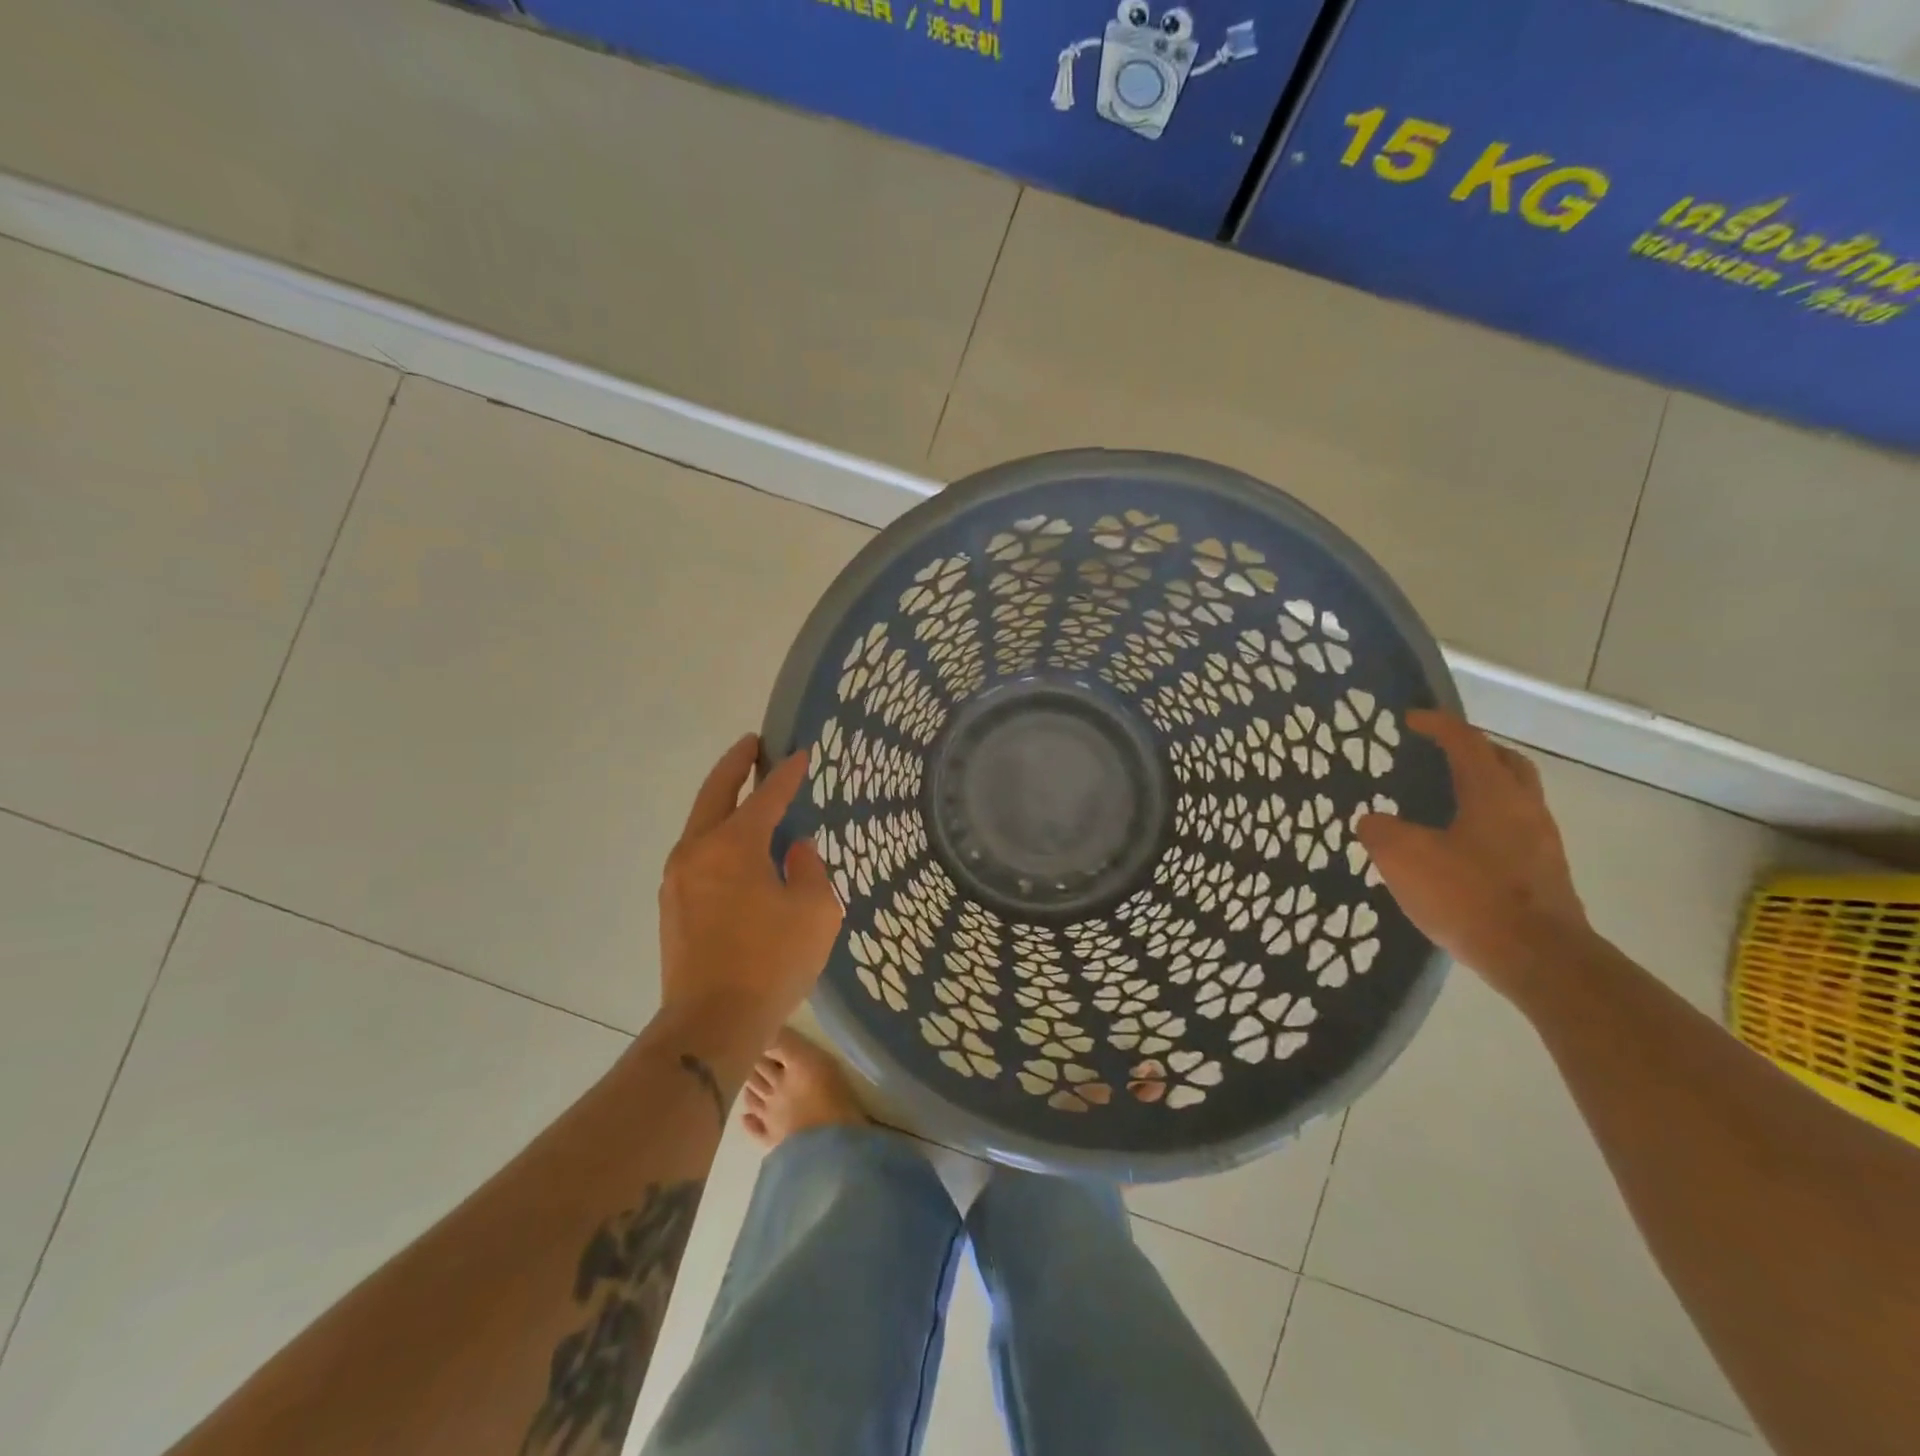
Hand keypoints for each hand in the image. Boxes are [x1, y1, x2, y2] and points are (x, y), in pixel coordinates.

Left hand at [657, 735, 842, 1047]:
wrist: (711, 1024)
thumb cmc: (771, 963)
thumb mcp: (815, 912)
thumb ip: (810, 870)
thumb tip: (796, 850)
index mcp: (734, 845)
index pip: (766, 796)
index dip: (787, 774)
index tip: (801, 753)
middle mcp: (698, 851)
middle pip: (715, 794)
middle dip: (735, 765)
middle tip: (752, 744)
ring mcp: (677, 879)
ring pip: (700, 824)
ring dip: (722, 801)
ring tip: (746, 794)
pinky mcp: (672, 906)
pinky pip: (697, 854)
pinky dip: (716, 836)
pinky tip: (736, 849)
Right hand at [1356, 711, 1593, 999]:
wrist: (1538, 958)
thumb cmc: (1468, 895)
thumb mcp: (1404, 858)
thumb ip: (1380, 831)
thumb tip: (1374, 821)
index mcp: (1492, 792)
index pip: (1465, 741)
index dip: (1437, 725)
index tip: (1410, 719)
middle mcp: (1524, 808)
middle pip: (1505, 762)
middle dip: (1474, 750)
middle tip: (1442, 753)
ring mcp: (1540, 842)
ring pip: (1514, 797)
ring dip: (1484, 788)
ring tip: (1446, 800)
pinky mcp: (1544, 874)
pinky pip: (1513, 830)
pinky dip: (1487, 822)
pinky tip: (1460, 846)